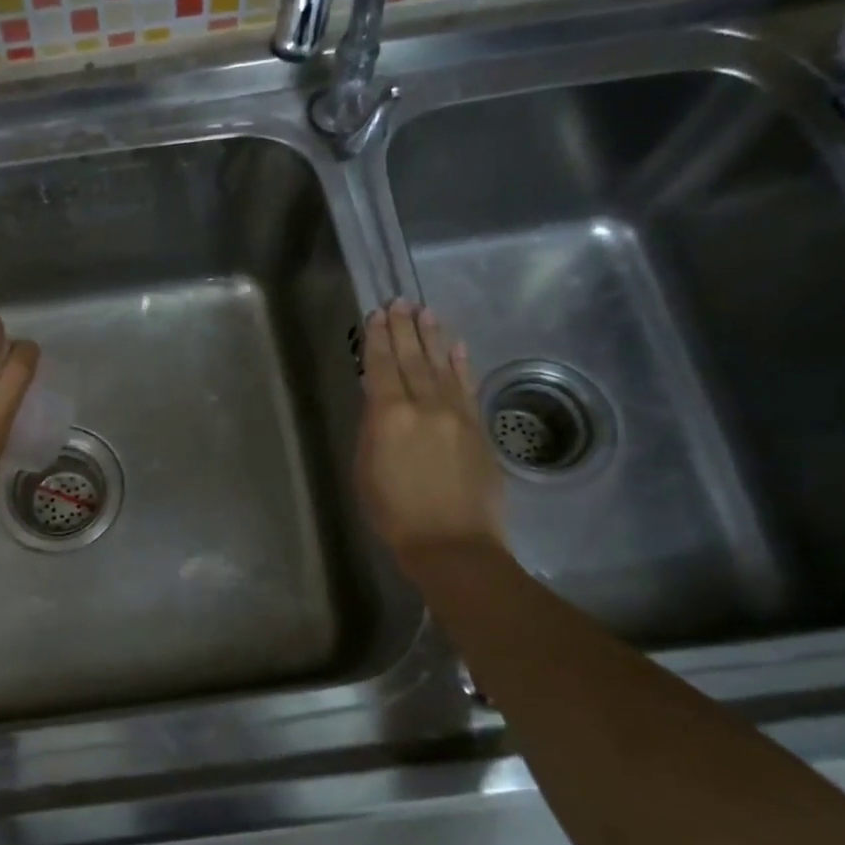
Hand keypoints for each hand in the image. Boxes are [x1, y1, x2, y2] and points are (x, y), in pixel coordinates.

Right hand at [355, 300, 505, 564]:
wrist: (453, 543)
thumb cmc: (395, 514)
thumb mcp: (366, 471)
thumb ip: (372, 430)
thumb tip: (378, 402)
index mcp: (390, 416)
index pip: (382, 367)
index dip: (379, 339)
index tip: (377, 314)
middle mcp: (425, 406)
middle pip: (413, 359)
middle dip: (404, 329)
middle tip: (400, 302)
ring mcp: (456, 414)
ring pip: (442, 366)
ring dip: (433, 337)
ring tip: (425, 312)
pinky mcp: (479, 428)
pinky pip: (467, 387)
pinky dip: (461, 364)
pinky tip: (457, 347)